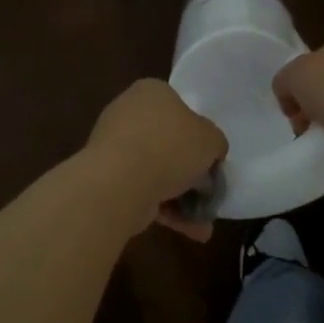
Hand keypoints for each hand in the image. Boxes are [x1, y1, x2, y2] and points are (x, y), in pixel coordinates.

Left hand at [82, 80, 226, 240]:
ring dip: (181, 195)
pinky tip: (192, 231)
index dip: (198, 132)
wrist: (121, 180)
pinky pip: (144, 189)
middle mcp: (128, 112)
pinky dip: (167, 208)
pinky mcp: (109, 176)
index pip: (178, 106)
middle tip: (208, 190)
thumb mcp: (211, 138)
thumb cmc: (170, 146)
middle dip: (188, 169)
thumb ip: (214, 142)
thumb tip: (211, 151)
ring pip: (156, 169)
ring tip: (204, 221)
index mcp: (150, 91)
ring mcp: (115, 145)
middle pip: (167, 140)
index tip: (210, 157)